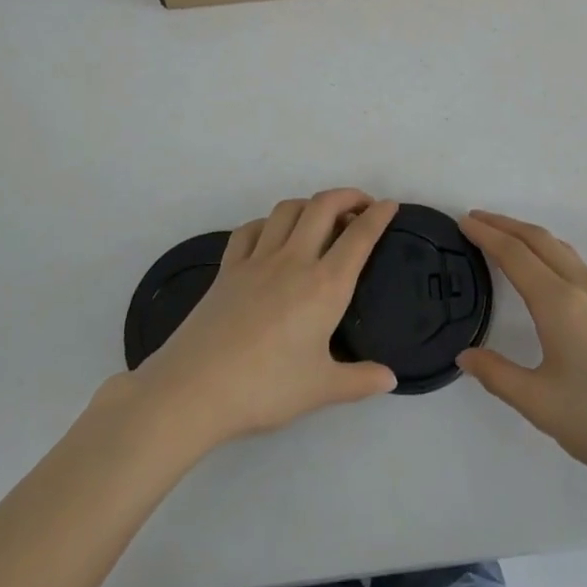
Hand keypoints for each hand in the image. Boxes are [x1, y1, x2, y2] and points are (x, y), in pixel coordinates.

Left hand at [122, 190, 398, 454]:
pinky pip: (251, 229)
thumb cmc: (266, 388)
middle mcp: (294, 260)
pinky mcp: (228, 267)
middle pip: (323, 206)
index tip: (390, 205)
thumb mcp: (321, 390)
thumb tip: (390, 378)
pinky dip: (268, 223)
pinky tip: (271, 235)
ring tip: (320, 217)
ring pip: (287, 210)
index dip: (378, 215)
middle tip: (361, 205)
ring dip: (309, 204)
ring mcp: (257, 259)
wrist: (196, 388)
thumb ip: (359, 380)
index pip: (359, 237)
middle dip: (347, 196)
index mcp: (324, 285)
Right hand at [456, 211, 586, 503]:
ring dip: (530, 237)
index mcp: (560, 304)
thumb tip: (465, 356)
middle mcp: (585, 288)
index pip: (515, 254)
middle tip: (477, 220)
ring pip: (562, 250)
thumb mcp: (540, 405)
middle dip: (506, 225)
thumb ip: (497, 375)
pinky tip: (546, 274)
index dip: (487, 235)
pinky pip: (578, 265)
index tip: (464, 222)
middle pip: (539, 240)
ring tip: (505, 239)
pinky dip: (551, 253)